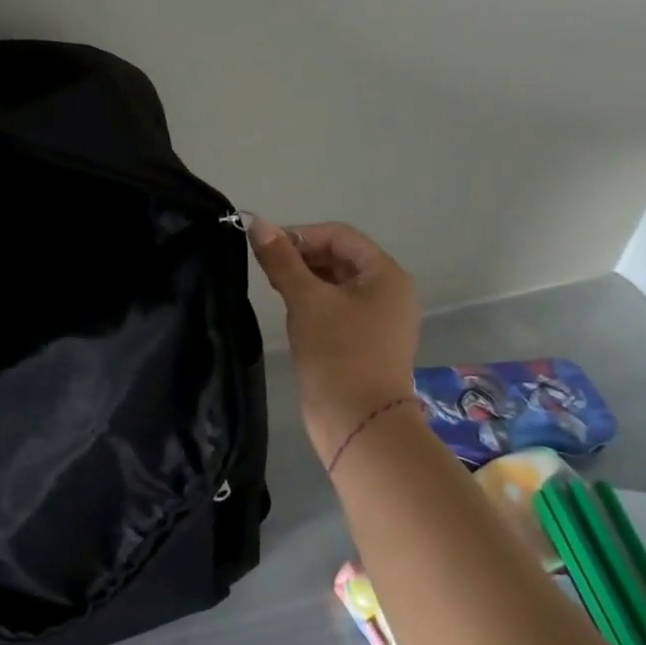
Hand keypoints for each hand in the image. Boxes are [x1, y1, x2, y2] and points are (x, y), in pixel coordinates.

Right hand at [249, 219, 420, 458]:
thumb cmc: (337, 352)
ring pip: (336, 283)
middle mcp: (389, 291)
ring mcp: (379, 319)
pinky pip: (337, 307)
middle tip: (266, 270)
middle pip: (339, 257)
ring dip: (304, 279)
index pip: (339, 235)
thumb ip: (280, 259)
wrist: (359, 422)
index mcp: (385, 274)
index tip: (265, 249)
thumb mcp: (305, 299)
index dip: (300, 235)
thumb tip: (256, 222)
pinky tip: (291, 313)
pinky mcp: (366, 341)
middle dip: (301, 257)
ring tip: (275, 290)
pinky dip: (313, 302)